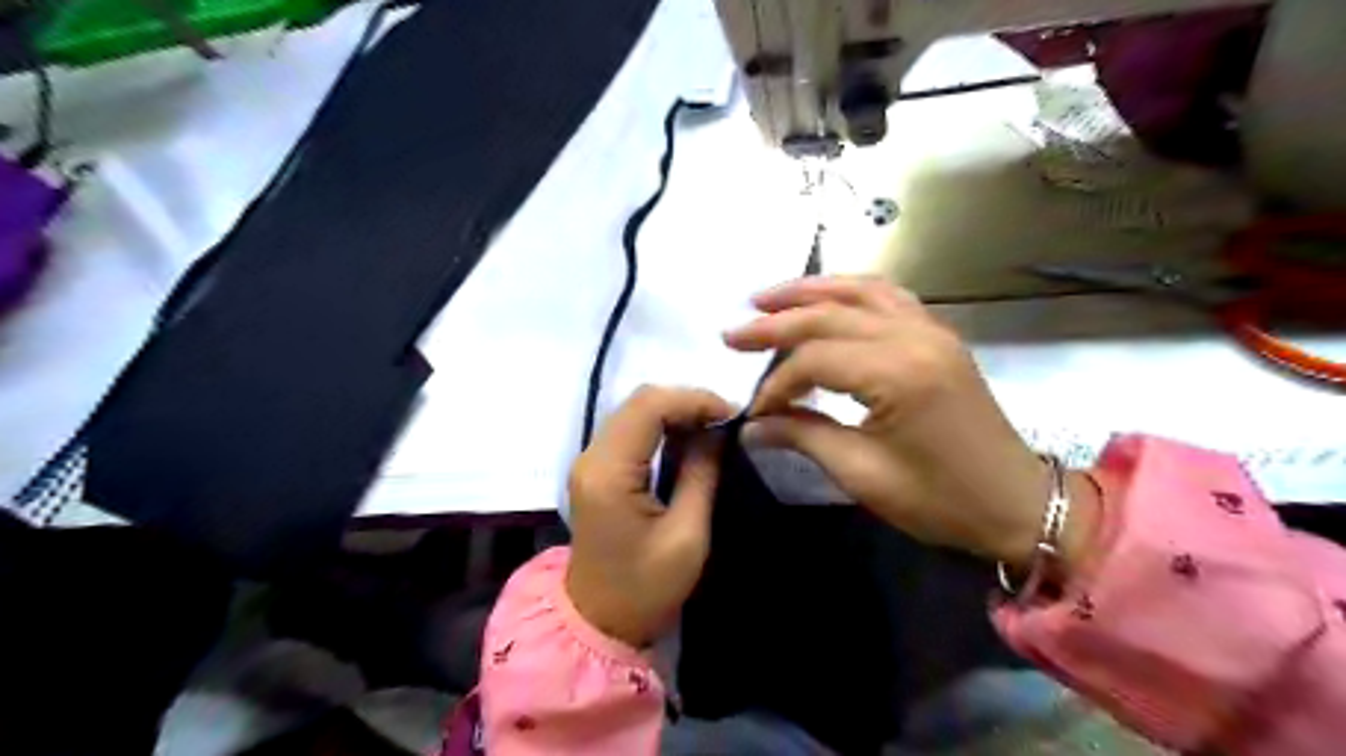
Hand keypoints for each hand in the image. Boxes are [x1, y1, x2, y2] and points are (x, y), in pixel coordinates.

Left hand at [566, 386, 733, 647]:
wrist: (599, 621)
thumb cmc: (646, 588)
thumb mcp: (687, 535)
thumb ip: (701, 474)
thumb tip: (717, 431)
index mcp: (610, 473)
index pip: (649, 407)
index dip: (693, 400)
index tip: (731, 414)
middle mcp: (592, 457)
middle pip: (639, 401)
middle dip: (686, 401)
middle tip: (725, 420)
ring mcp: (589, 461)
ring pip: (634, 411)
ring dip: (674, 410)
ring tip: (713, 427)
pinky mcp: (595, 470)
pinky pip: (629, 430)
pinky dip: (661, 425)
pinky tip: (687, 438)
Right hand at [727, 276, 1091, 571]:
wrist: (1017, 504)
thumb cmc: (940, 500)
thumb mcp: (863, 474)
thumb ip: (804, 436)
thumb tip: (752, 426)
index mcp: (897, 374)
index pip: (815, 359)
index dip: (776, 382)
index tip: (754, 409)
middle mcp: (915, 337)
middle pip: (830, 315)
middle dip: (776, 324)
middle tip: (734, 333)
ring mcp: (932, 330)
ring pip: (860, 291)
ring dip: (810, 291)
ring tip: (768, 298)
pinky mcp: (939, 336)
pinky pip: (889, 297)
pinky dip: (850, 292)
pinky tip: (826, 299)